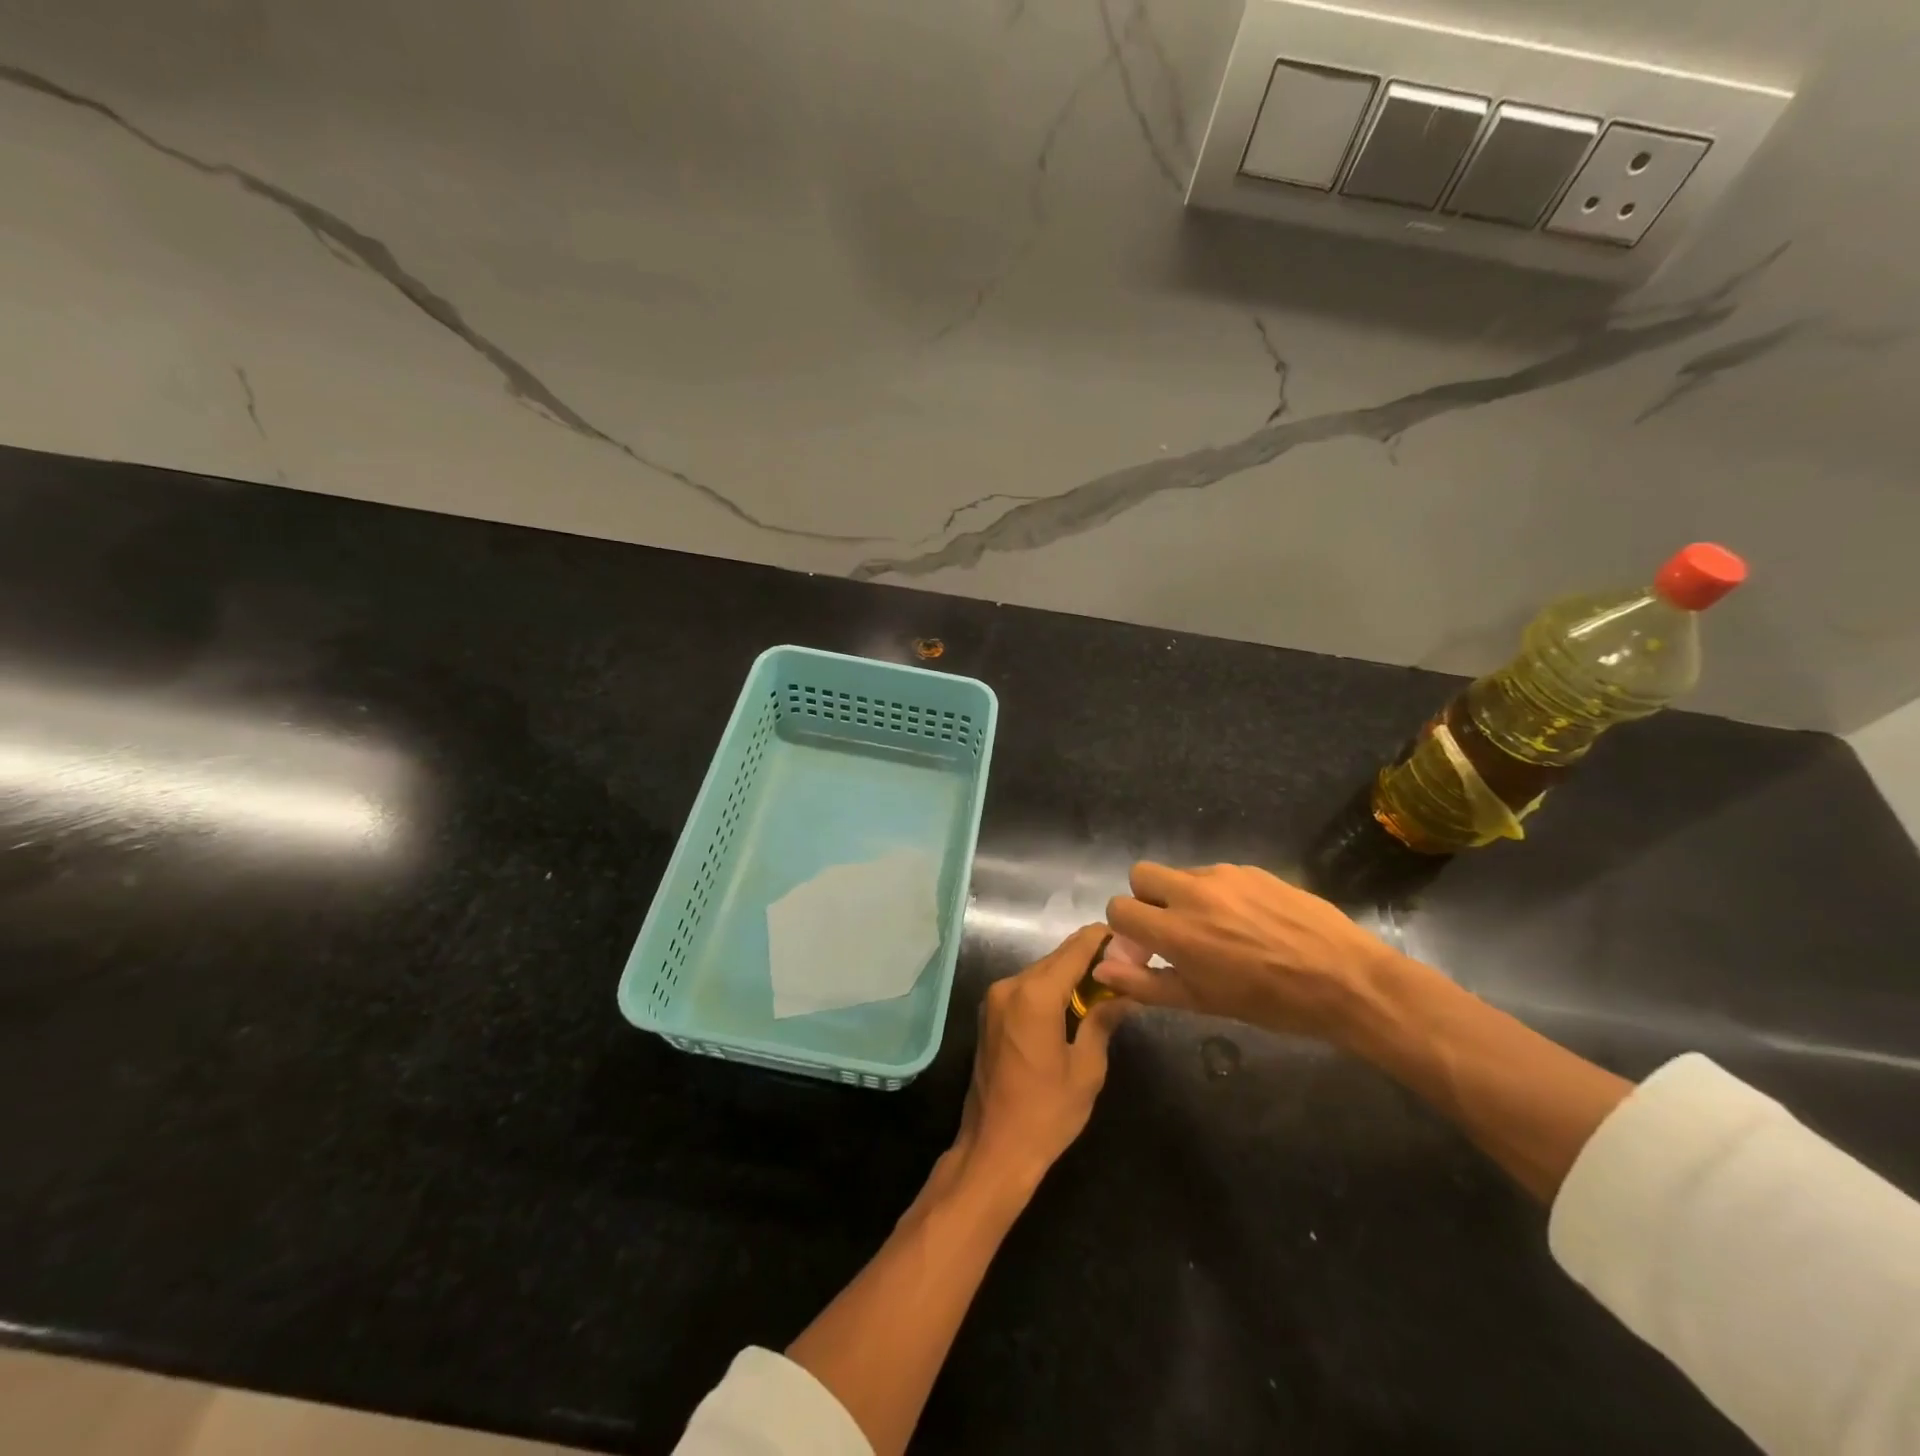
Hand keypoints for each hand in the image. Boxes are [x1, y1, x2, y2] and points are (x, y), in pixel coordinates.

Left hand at [951, 924, 1126, 1195]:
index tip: (1129, 936)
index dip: (1102, 939)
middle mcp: (1010, 986)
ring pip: (1041, 971)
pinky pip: (1027, 988)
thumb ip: (1103, 1021)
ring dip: (1070, 973)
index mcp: (1035, 995)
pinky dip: (1051, 988)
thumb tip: (1125, 992)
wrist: (993, 1149)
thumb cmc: (1046, 1113)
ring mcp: (995, 998)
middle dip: (1089, 957)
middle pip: (1056, 958)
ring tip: (1106, 981)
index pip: (1075, 950)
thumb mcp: (1087, 1069)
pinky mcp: (990, 1013)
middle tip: (1125, 962)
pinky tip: (1075, 1001)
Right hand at [1100, 862, 1405, 1043]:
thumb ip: (1145, 984)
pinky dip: (1218, 893)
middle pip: (1141, 874)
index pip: (1119, 907)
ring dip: (1184, 896)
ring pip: (1181, 873)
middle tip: (1174, 929)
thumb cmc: (1270, 1002)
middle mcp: (1192, 892)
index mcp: (1176, 930)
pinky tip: (1249, 921)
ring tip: (1220, 929)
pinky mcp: (1252, 868)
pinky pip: (1216, 874)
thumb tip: (1100, 969)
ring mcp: (1224, 875)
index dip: (1126, 928)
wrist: (1345, 979)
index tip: (1147, 948)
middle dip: (1147, 899)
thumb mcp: (1202, 1002)